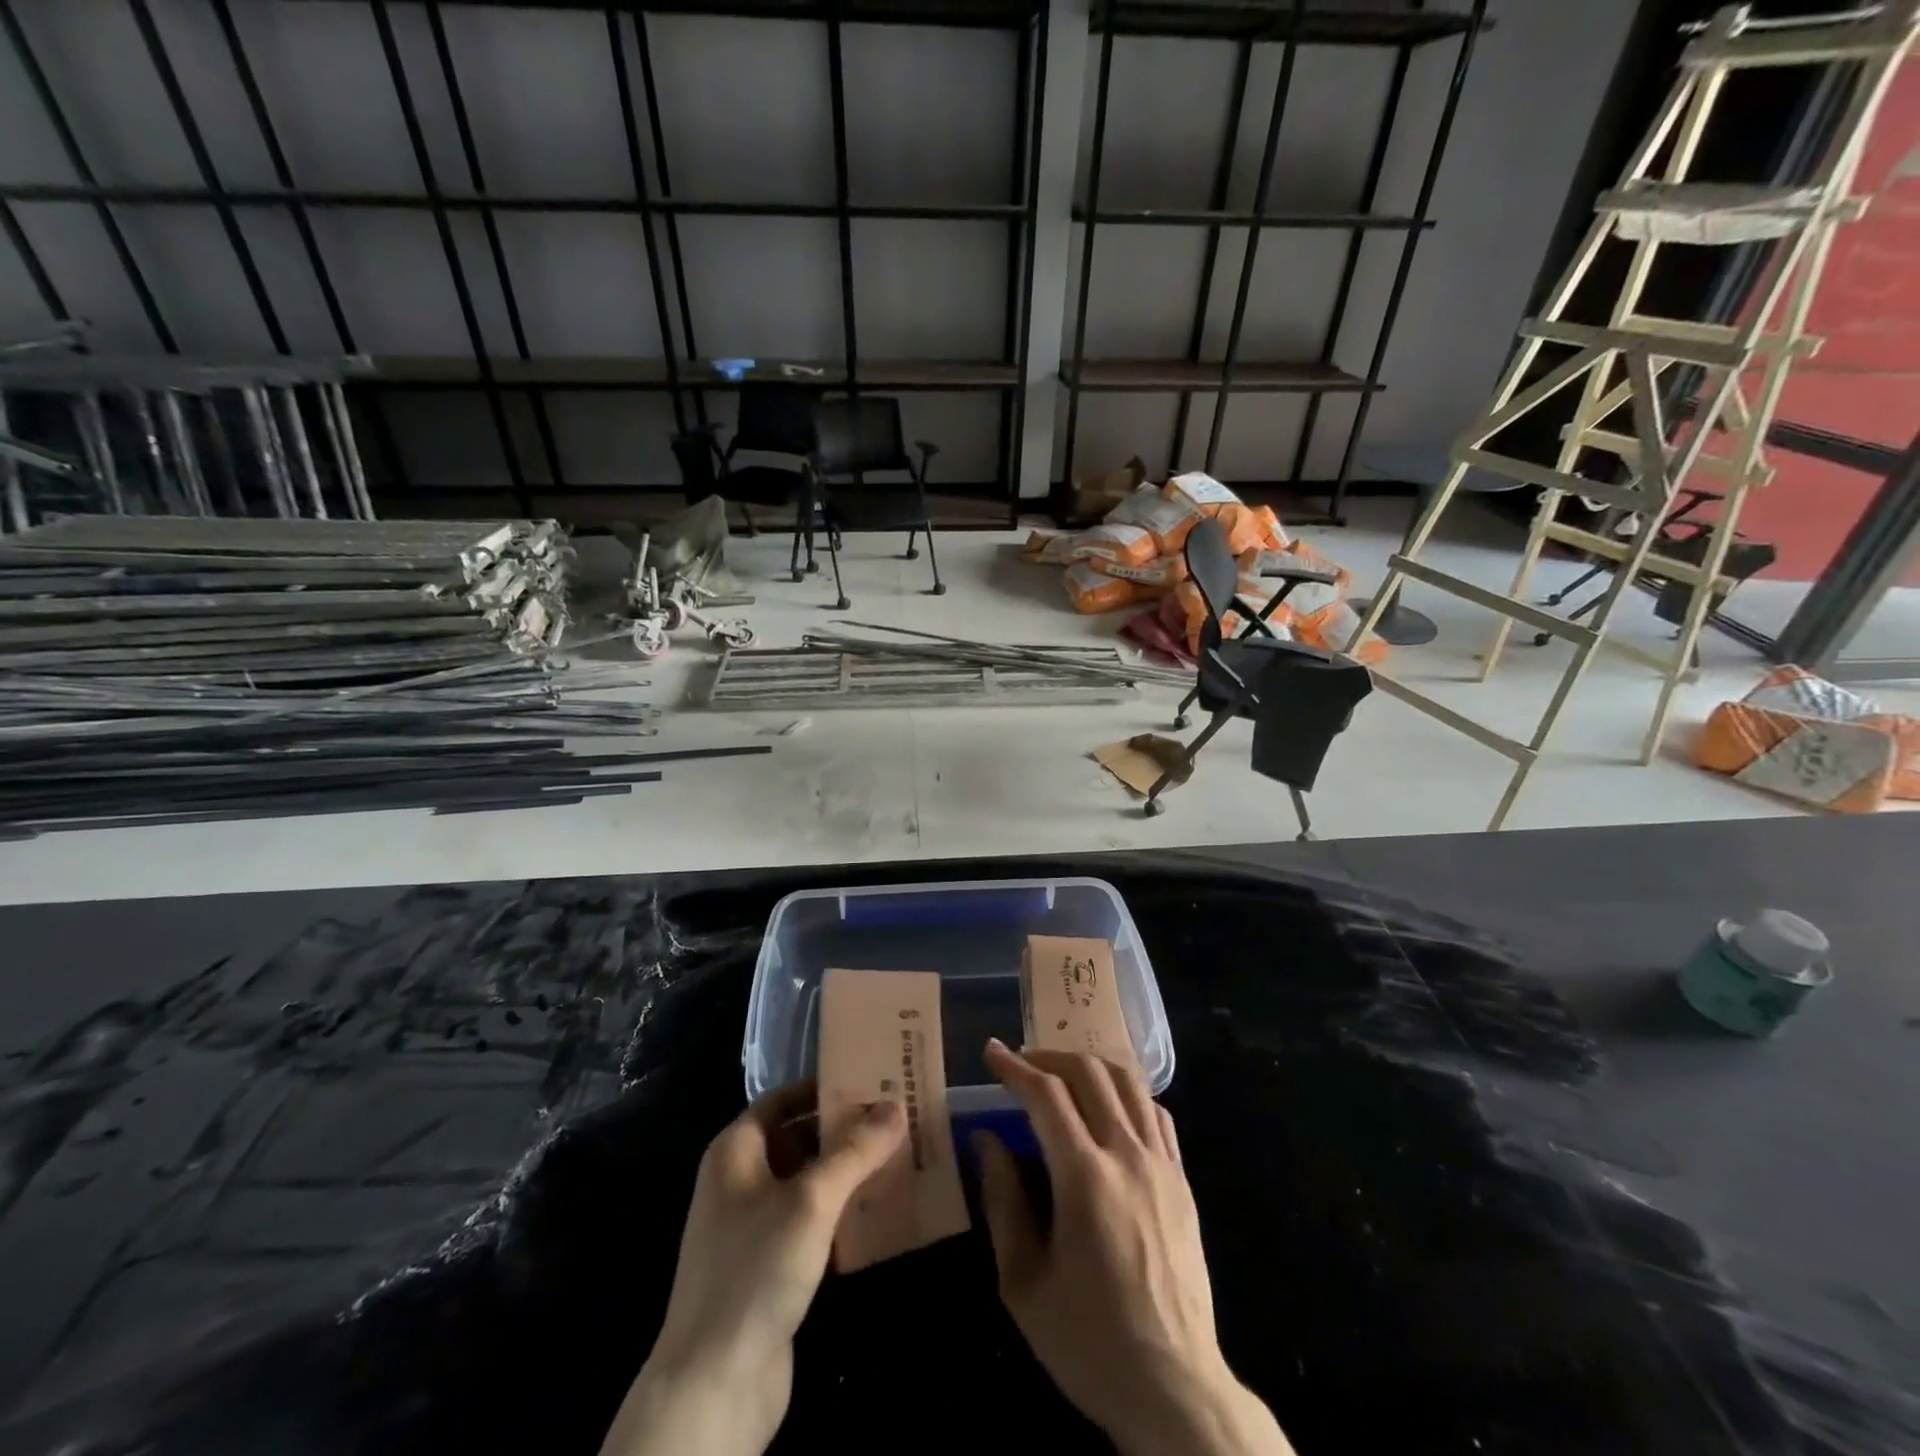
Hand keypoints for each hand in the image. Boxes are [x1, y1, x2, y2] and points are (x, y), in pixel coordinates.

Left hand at [599, 1084, 904, 1455]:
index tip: (872, 1080)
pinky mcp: (770, 1268)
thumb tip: (896, 1106)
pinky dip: (841, 1215)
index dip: (825, 1087)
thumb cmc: (756, 1270)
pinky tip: (881, 1213)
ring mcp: (753, 1227)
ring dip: (848, 1173)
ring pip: (808, 1183)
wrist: (713, 1386)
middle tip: (898, 1119)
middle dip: (845, 1131)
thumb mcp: (811, 1200)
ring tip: (900, 1158)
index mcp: (736, 1151)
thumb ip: (854, 1151)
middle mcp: (740, 1181)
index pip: (784, 1099)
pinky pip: (811, 1224)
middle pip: (799, 1138)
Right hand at [974, 1040, 1292, 1455]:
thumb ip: (1003, 1201)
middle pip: (1089, 1072)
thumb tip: (987, 1140)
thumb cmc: (1090, 1342)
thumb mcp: (1024, 1283)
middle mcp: (1127, 1156)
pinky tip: (1107, 1106)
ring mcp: (1162, 1164)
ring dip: (1088, 1065)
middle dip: (1048, 1057)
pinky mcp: (1182, 1180)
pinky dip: (1126, 1092)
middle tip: (1020, 1064)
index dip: (1014, 1068)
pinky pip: (1155, 1112)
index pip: (1046, 1095)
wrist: (1175, 1390)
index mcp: (1085, 1178)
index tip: (991, 1053)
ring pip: (1127, 1081)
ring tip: (1060, 1073)